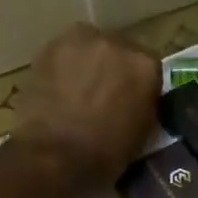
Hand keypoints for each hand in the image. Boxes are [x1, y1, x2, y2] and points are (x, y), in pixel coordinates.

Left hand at [13, 23, 161, 187]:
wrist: (55, 156)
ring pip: (89, 46)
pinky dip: (62, 67)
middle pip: (119, 50)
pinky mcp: (48, 48)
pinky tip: (57, 88)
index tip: (131, 98)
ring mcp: (80, 41)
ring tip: (78, 89)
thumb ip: (143, 104)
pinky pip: (63, 53)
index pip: (148, 66)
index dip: (138, 83)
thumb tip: (135, 99)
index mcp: (145, 66)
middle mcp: (117, 43)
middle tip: (103, 93)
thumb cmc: (106, 154)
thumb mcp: (142, 132)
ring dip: (87, 62)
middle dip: (113, 68)